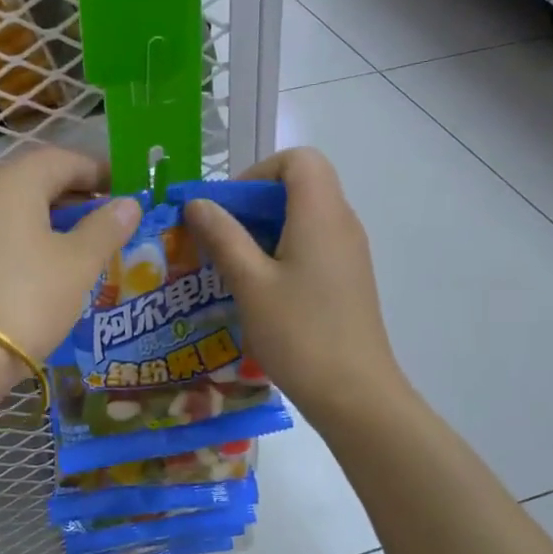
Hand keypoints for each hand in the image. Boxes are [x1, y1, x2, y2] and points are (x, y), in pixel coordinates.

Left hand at [0, 147, 141, 363]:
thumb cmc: (28, 297)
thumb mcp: (79, 262)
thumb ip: (106, 228)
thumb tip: (128, 203)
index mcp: (16, 180)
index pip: (65, 159)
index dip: (101, 171)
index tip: (130, 191)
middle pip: (41, 181)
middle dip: (81, 195)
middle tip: (116, 218)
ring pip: (24, 209)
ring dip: (60, 220)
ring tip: (93, 244)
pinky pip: (9, 233)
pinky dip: (37, 240)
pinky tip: (57, 266)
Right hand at [183, 148, 400, 426]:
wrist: (355, 394)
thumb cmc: (299, 333)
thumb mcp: (250, 283)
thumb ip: (223, 237)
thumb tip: (197, 203)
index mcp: (321, 214)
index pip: (298, 159)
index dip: (258, 172)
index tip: (228, 208)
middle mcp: (342, 223)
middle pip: (301, 186)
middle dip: (253, 203)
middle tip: (218, 238)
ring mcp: (349, 253)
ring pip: (305, 217)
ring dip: (265, 230)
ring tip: (230, 266)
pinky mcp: (348, 279)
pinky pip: (313, 245)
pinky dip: (282, 251)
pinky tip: (258, 289)